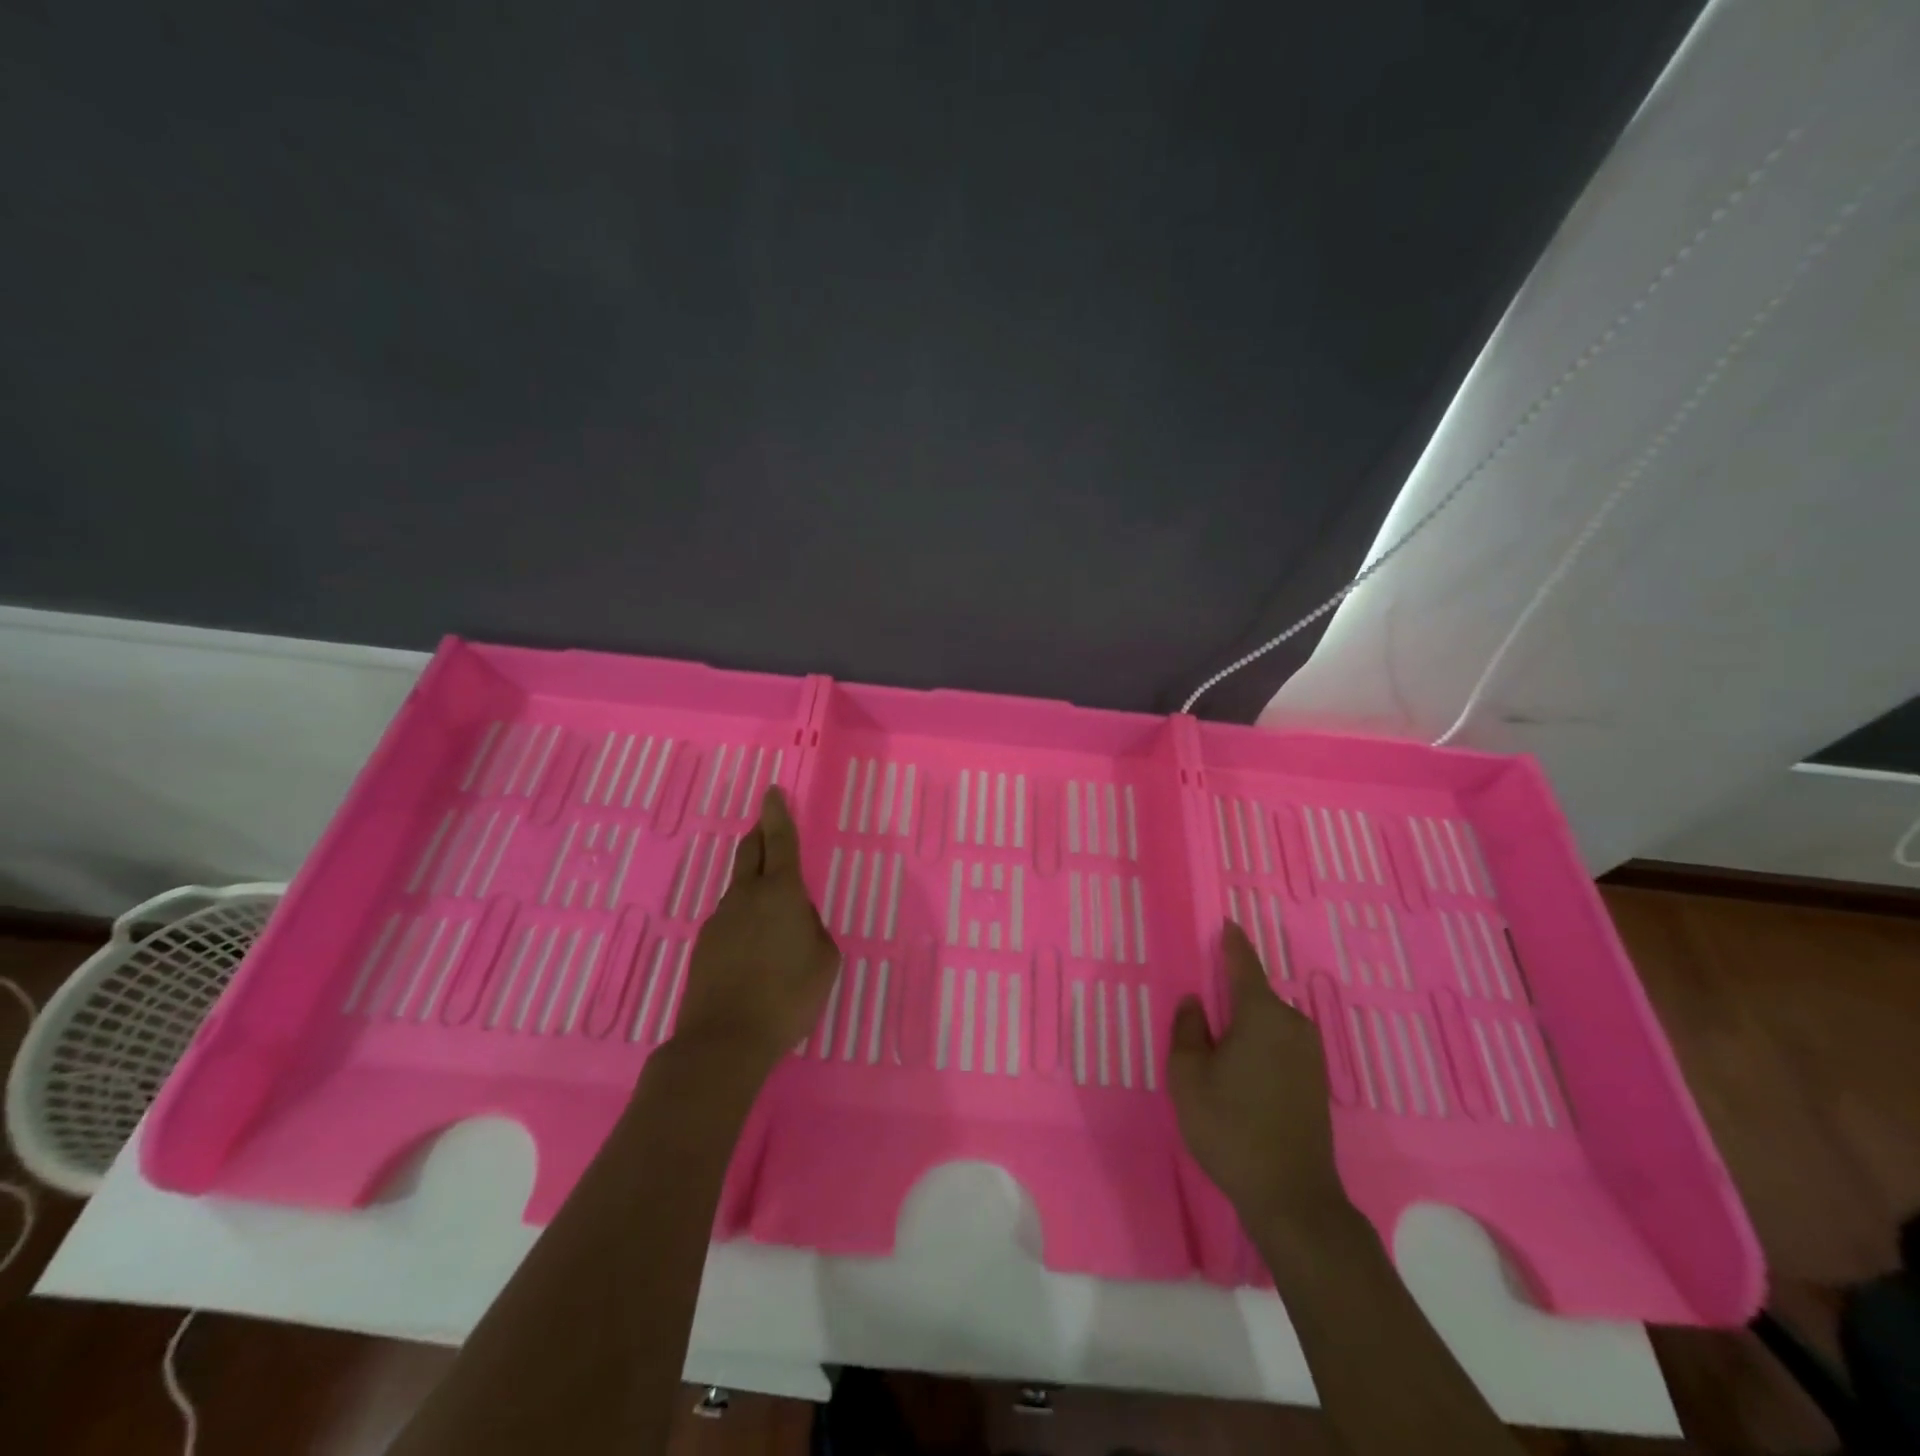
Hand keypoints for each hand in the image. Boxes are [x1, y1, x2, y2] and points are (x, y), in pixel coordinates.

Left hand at [670, 787, 840, 1079]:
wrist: (724, 1040)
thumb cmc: (788, 996)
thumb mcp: (825, 960)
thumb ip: (814, 929)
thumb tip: (798, 918)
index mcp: (781, 892)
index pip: (780, 840)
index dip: (778, 814)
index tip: (772, 791)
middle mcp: (746, 896)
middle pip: (750, 852)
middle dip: (760, 834)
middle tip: (766, 826)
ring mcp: (719, 920)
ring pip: (739, 888)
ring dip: (753, 882)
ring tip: (771, 907)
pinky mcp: (704, 945)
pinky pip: (730, 918)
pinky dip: (743, 918)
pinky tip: (752, 947)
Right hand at [1168, 922, 1346, 1227]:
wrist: (1292, 1196)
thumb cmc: (1231, 1128)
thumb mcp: (1188, 1077)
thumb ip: (1187, 1030)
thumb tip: (1195, 1002)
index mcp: (1261, 1014)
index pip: (1244, 964)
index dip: (1232, 943)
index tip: (1226, 923)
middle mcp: (1293, 1024)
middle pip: (1255, 996)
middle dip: (1230, 998)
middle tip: (1201, 1017)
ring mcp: (1310, 1053)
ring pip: (1268, 1023)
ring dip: (1245, 1027)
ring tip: (1216, 1053)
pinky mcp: (1316, 1080)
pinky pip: (1280, 1044)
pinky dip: (1259, 1046)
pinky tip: (1241, 1074)